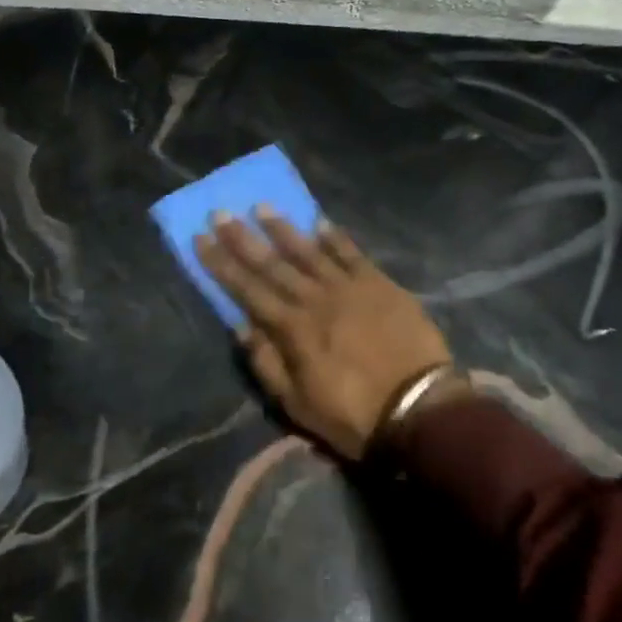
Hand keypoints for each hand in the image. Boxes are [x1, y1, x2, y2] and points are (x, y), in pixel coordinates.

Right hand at [195, 210, 462, 460]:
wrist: (421, 410)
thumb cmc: (354, 414)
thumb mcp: (297, 404)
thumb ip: (266, 363)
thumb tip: (240, 326)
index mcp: (292, 328)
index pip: (247, 289)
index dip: (221, 263)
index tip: (200, 238)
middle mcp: (315, 299)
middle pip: (272, 263)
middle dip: (243, 238)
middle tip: (221, 212)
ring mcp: (350, 288)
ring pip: (309, 251)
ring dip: (284, 229)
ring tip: (262, 207)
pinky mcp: (381, 285)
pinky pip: (353, 254)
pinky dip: (336, 238)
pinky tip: (321, 222)